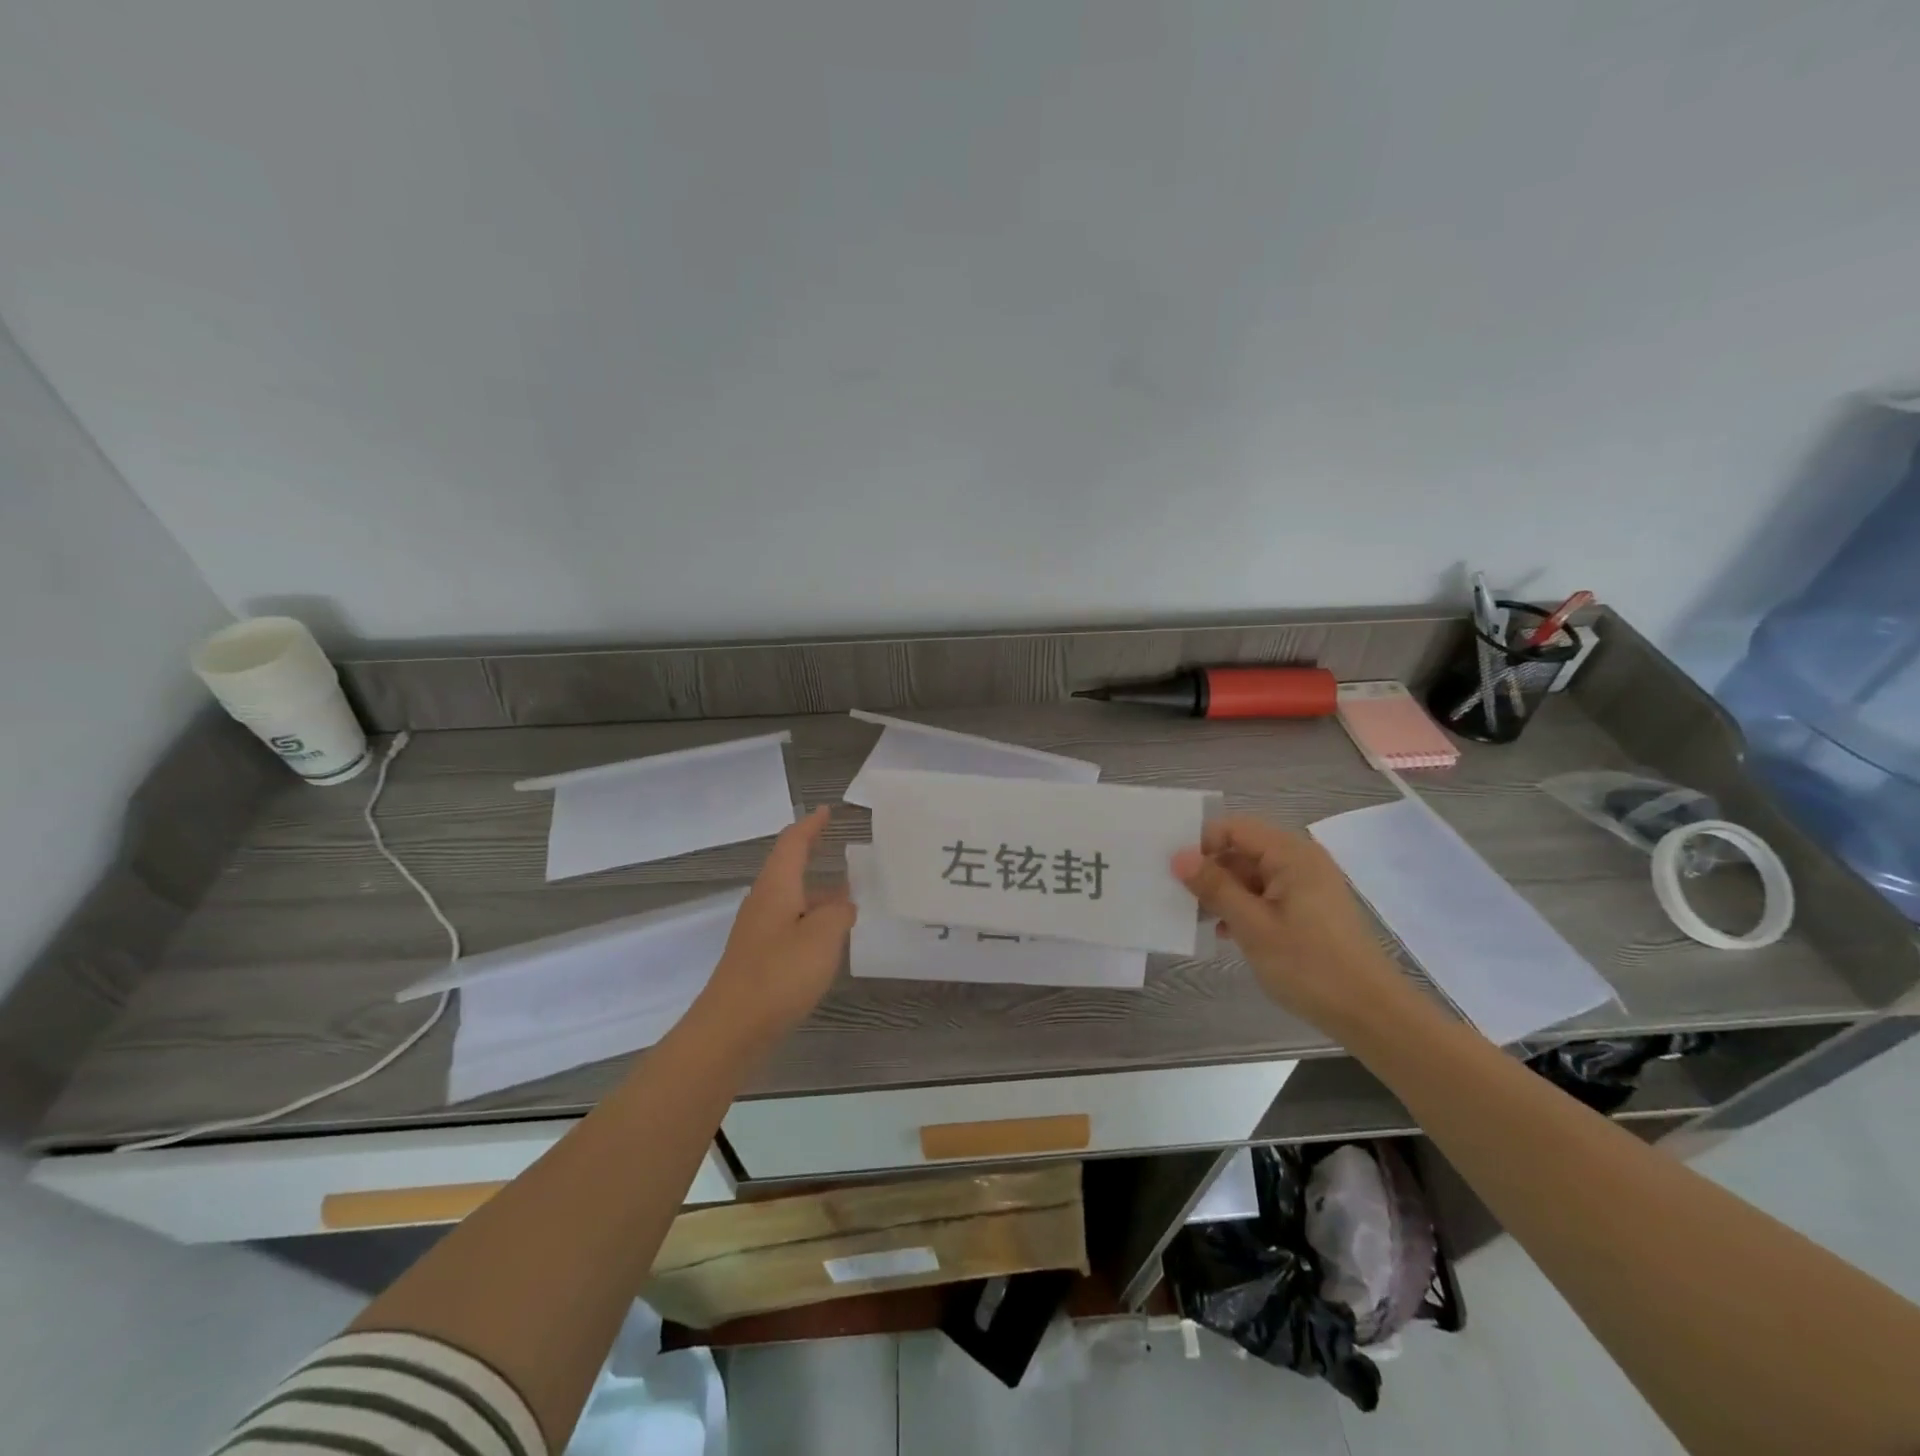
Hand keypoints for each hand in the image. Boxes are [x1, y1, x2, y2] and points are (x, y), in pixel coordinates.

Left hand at [696, 807, 855, 1044]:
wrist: (731, 1029)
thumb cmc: (779, 974)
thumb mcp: (822, 937)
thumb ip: (838, 912)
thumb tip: (842, 904)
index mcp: (776, 887)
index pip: (792, 844)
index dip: (810, 826)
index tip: (826, 811)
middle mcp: (764, 902)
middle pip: (788, 868)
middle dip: (812, 855)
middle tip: (840, 848)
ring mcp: (758, 932)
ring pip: (791, 899)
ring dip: (816, 892)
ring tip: (848, 895)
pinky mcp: (759, 958)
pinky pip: (790, 925)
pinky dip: (811, 920)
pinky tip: (829, 938)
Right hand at [1171, 816, 1408, 1031]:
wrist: (1371, 1014)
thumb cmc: (1309, 965)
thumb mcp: (1252, 926)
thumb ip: (1215, 887)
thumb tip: (1179, 857)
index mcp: (1291, 854)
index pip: (1234, 828)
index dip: (1202, 845)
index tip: (1177, 874)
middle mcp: (1301, 860)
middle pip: (1243, 849)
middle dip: (1211, 871)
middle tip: (1181, 899)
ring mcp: (1308, 885)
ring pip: (1252, 874)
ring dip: (1225, 892)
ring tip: (1200, 919)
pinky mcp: (1310, 909)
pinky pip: (1267, 894)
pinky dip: (1245, 907)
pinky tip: (1228, 934)